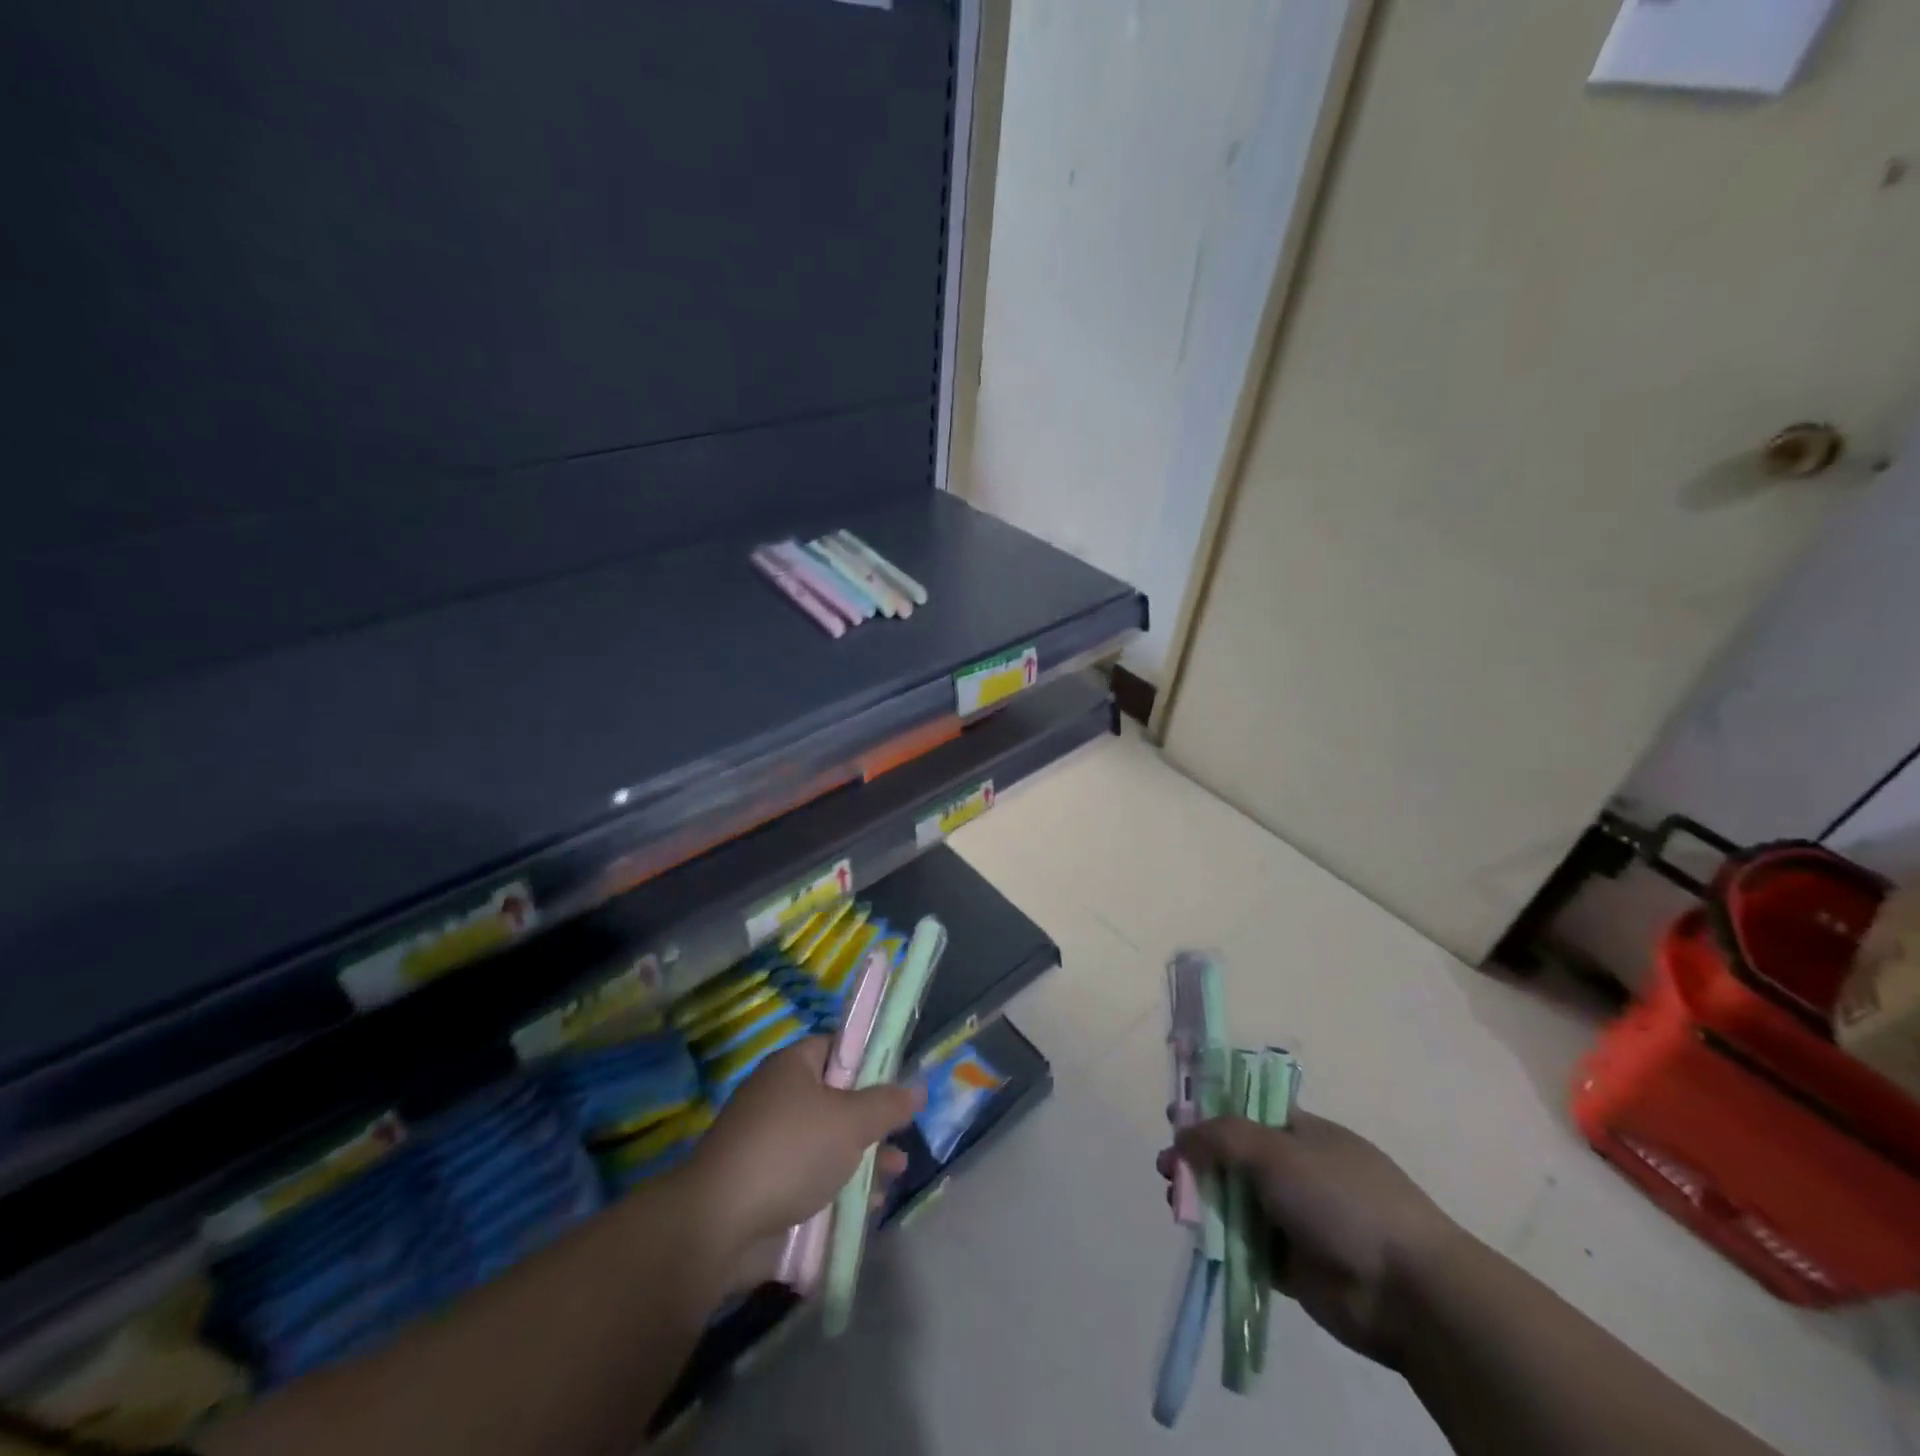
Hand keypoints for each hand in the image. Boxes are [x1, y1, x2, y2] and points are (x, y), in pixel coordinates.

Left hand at [685, 1039, 923, 1255]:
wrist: (717, 1225)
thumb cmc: (790, 1152)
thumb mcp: (850, 1122)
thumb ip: (887, 1105)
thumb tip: (917, 1089)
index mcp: (792, 1067)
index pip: (837, 1048)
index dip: (869, 1061)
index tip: (897, 1085)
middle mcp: (778, 1097)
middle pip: (836, 1099)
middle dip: (872, 1122)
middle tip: (901, 1138)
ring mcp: (768, 1143)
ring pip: (826, 1143)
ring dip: (861, 1159)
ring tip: (894, 1176)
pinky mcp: (763, 1185)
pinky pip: (810, 1177)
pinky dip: (837, 1188)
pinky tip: (865, 1207)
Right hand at [1161, 1111, 1464, 1366]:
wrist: (1406, 1289)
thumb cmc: (1341, 1198)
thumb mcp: (1276, 1150)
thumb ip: (1221, 1137)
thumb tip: (1180, 1133)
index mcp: (1302, 1132)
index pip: (1247, 1110)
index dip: (1210, 1110)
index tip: (1174, 1117)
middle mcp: (1296, 1170)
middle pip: (1235, 1157)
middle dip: (1197, 1158)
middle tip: (1166, 1168)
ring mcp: (1295, 1218)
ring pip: (1236, 1200)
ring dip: (1203, 1198)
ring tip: (1173, 1199)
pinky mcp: (1292, 1265)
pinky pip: (1246, 1245)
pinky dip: (1220, 1239)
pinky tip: (1195, 1235)